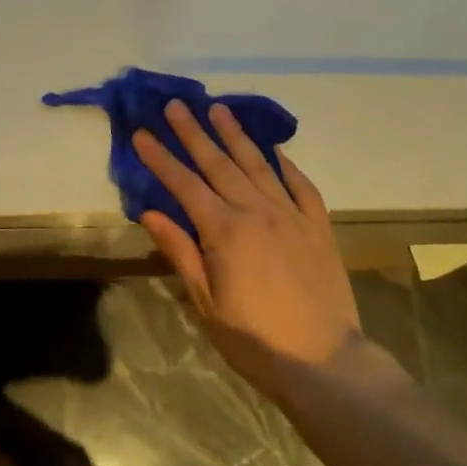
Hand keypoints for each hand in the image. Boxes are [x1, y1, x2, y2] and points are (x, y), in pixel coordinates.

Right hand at [134, 100, 362, 388]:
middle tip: (176, 105)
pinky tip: (275, 150)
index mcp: (225, 231)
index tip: (142, 133)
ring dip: (236, 135)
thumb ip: (180, 252)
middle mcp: (258, 211)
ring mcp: (292, 215)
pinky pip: (301, 185)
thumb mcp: (206, 303)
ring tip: (219, 109)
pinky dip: (286, 164)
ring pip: (258, 165)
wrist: (324, 361)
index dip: (161, 158)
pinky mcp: (318, 226)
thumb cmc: (254, 340)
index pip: (184, 184)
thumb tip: (150, 212)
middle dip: (194, 132)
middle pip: (219, 163)